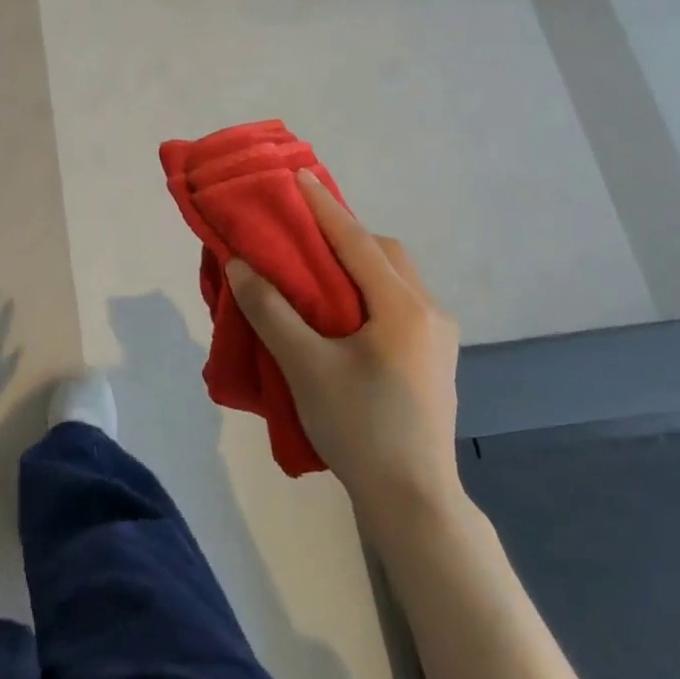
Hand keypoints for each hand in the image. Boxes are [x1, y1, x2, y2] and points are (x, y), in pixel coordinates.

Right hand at [226, 170, 460, 505]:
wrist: (414, 503)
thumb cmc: (359, 429)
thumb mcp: (305, 367)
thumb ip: (271, 311)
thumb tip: (241, 265)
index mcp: (402, 308)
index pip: (356, 241)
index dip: (323, 206)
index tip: (297, 175)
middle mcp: (429, 312)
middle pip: (385, 254)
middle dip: (344, 234)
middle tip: (302, 234)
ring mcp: (438, 337)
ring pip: (396, 278)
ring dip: (358, 262)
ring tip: (317, 270)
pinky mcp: (434, 359)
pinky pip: (399, 302)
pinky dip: (369, 289)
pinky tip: (343, 311)